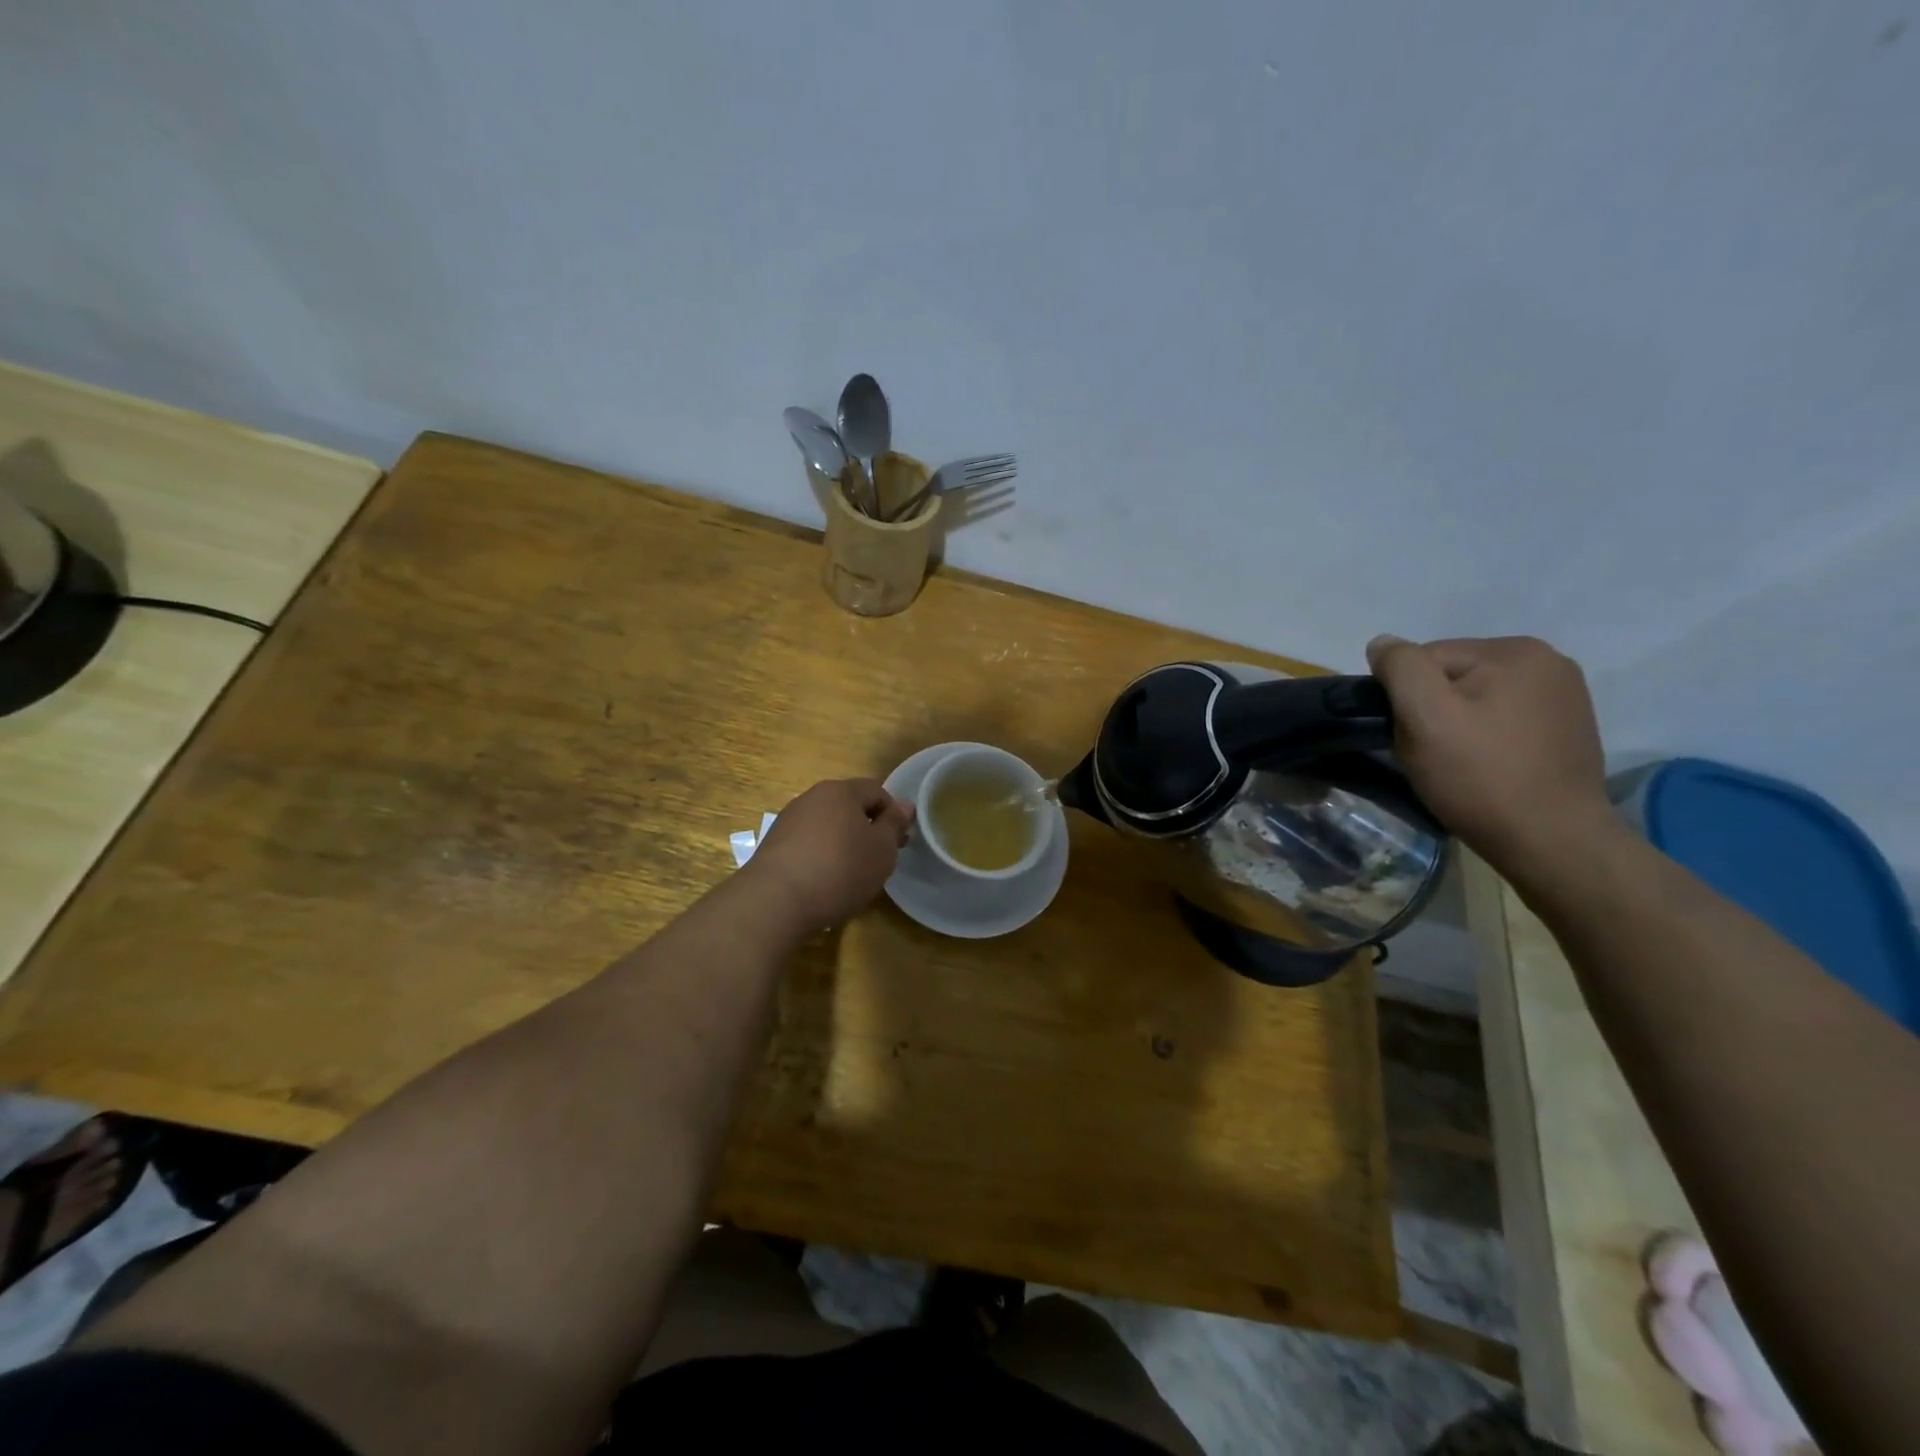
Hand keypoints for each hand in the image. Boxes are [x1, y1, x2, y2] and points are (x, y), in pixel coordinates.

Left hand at [746, 779, 914, 926]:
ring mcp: (788, 820)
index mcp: (841, 791)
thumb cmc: (840, 869)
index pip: (876, 790)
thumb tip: (904, 805)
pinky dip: (821, 857)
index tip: (899, 842)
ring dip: (843, 844)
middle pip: (849, 806)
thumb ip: (894, 825)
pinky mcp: (773, 845)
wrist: (775, 901)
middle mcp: (812, 797)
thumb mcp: (881, 850)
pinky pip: (807, 844)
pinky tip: (824, 882)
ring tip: (852, 875)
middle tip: (879, 859)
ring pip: (827, 826)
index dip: (893, 813)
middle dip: (867, 829)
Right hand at [1365, 634, 1616, 866]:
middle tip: (1432, 753)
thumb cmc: (1481, 776)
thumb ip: (1400, 668)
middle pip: (1452, 677)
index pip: (1426, 658)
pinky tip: (1487, 766)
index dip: (1406, 698)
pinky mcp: (1567, 728)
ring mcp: (1564, 696)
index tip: (1412, 736)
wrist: (1552, 841)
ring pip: (1475, 699)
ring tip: (1458, 763)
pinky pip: (1503, 719)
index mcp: (1514, 650)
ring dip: (1455, 725)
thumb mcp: (1425, 716)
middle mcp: (1548, 662)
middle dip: (1431, 710)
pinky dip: (1485, 738)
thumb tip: (1382, 643)